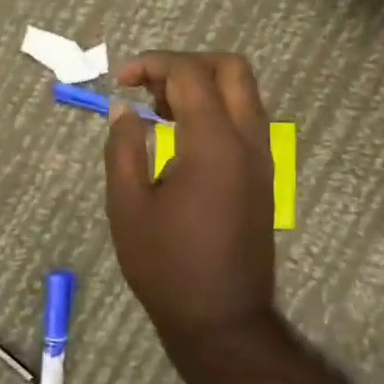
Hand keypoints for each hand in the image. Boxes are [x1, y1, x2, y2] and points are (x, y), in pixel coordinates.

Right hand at [103, 52, 275, 336]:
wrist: (222, 319)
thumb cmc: (167, 266)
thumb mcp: (128, 206)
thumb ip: (124, 148)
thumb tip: (125, 110)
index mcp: (214, 144)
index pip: (189, 74)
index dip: (152, 65)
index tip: (120, 82)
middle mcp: (248, 141)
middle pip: (231, 68)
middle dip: (186, 64)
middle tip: (149, 88)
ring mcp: (263, 158)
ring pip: (244, 92)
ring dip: (203, 86)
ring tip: (160, 112)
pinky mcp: (264, 176)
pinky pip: (246, 120)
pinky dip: (216, 109)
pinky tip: (181, 138)